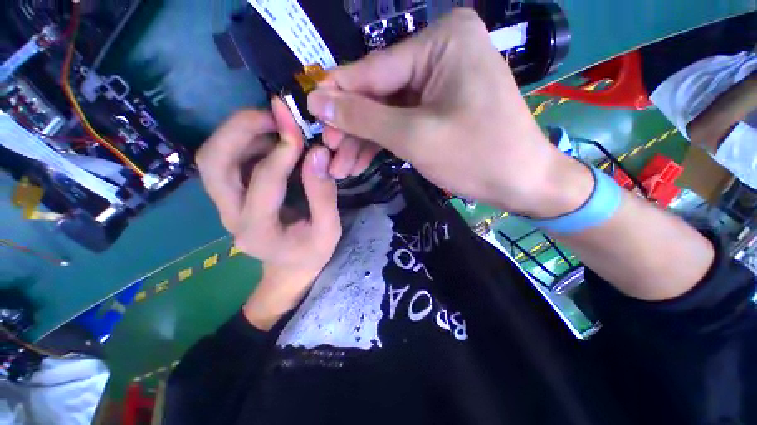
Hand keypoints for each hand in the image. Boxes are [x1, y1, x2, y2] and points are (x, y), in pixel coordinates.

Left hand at [196, 99, 341, 329]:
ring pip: (214, 157)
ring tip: (276, 124)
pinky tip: (272, 140)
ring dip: (241, 132)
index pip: (264, 182)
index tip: (302, 132)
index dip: (282, 152)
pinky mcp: (230, 195)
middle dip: (241, 129)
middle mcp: (230, 216)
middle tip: (275, 114)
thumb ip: (323, 195)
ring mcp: (224, 205)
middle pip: (214, 163)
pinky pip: (227, 159)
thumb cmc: (311, 253)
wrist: (288, 267)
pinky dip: (245, 141)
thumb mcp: (328, 230)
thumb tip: (318, 154)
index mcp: (258, 231)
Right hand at [308, 8, 591, 217]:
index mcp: (442, 41)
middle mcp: (440, 52)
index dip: (338, 95)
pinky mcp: (440, 107)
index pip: (374, 70)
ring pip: (388, 112)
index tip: (309, 112)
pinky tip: (361, 161)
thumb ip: (364, 117)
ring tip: (340, 166)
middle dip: (352, 127)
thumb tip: (318, 101)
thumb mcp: (414, 137)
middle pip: (380, 93)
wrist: (522, 182)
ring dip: (363, 140)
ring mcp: (440, 82)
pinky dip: (382, 143)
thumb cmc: (477, 156)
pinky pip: (402, 121)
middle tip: (328, 152)